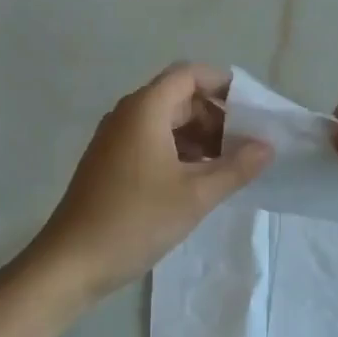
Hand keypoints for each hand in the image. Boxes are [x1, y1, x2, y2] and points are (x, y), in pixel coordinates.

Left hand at [29, 63, 272, 300]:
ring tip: (228, 167)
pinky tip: (198, 181)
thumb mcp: (195, 195)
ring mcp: (116, 138)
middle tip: (246, 146)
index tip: (252, 110)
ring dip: (199, 137)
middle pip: (179, 97)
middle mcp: (128, 114)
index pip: (189, 74)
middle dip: (216, 116)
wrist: (71, 262)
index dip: (223, 84)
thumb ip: (236, 167)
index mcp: (145, 109)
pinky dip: (179, 151)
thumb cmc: (136, 220)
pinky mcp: (111, 162)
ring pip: (166, 122)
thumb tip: (267, 146)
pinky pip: (152, 141)